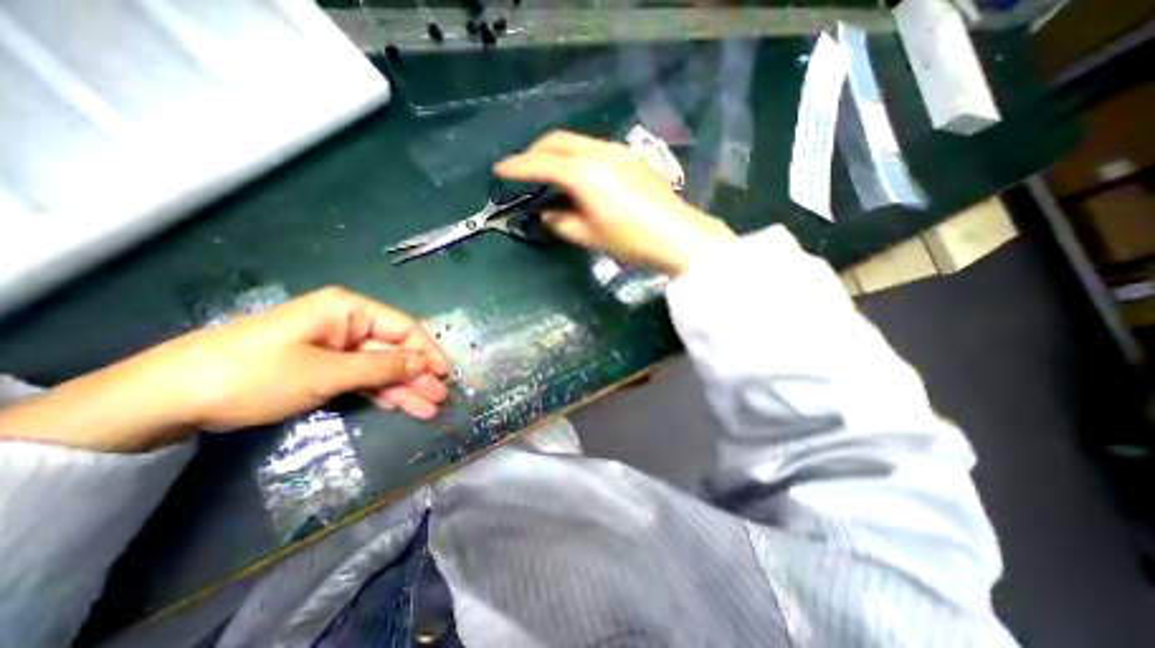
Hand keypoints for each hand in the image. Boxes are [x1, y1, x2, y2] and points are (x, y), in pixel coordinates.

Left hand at [0, 285, 446, 453]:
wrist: (168, 398)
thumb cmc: (256, 375)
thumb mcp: (327, 372)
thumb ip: (382, 367)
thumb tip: (423, 364)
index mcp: (348, 310)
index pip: (403, 327)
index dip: (426, 351)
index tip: (444, 375)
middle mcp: (346, 323)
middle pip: (394, 349)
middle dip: (417, 374)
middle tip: (438, 399)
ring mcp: (334, 346)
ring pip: (380, 366)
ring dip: (403, 387)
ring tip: (427, 409)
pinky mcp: (322, 366)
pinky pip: (361, 377)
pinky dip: (380, 392)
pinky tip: (399, 406)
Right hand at [491, 128, 735, 271]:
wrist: (679, 237)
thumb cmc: (632, 241)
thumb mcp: (590, 237)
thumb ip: (562, 224)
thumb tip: (547, 215)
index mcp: (585, 174)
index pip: (541, 164)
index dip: (517, 167)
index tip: (499, 170)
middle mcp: (599, 153)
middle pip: (558, 141)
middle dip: (535, 151)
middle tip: (522, 169)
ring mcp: (618, 152)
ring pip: (577, 142)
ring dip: (556, 152)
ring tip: (547, 172)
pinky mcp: (631, 158)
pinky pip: (593, 149)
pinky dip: (576, 156)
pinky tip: (577, 175)